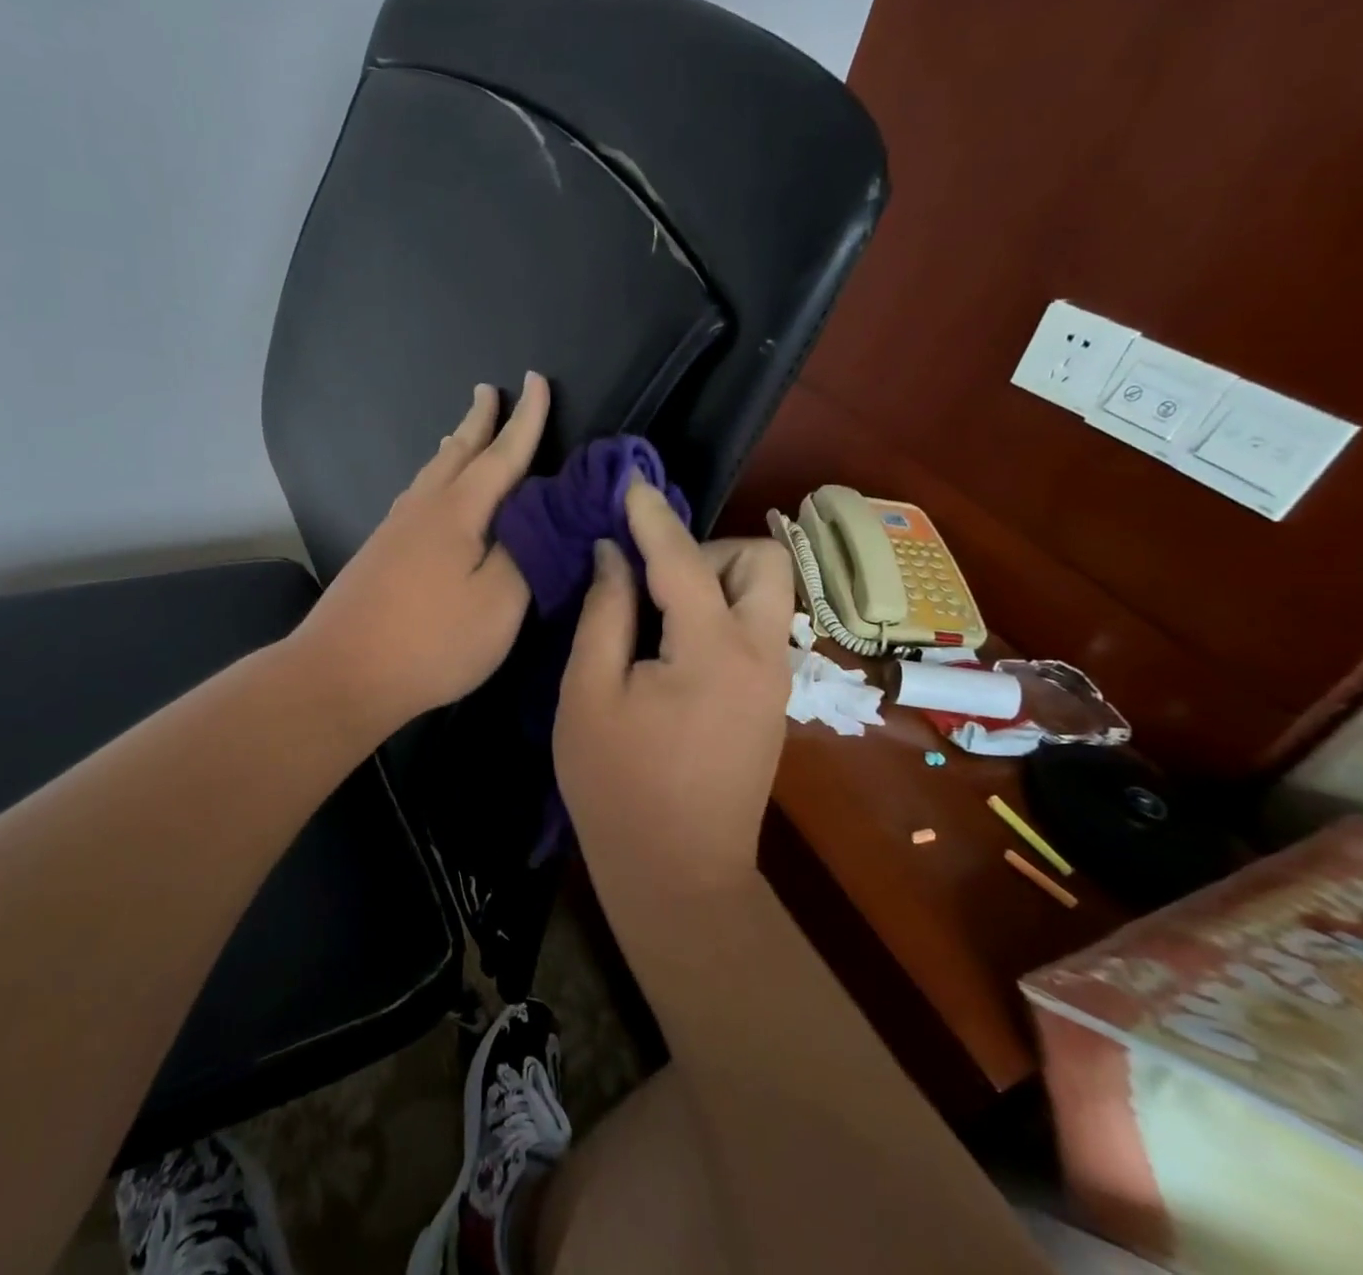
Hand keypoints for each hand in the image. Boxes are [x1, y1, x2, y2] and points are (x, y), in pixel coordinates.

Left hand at [293, 372, 550, 737]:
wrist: (341, 672)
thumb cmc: (431, 641)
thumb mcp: (499, 603)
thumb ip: (528, 552)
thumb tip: (542, 513)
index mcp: (459, 511)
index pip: (502, 454)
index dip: (526, 419)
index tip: (537, 379)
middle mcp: (424, 508)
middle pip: (458, 453)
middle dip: (480, 421)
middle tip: (489, 389)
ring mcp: (396, 530)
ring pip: (432, 473)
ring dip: (454, 447)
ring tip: (461, 431)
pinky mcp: (381, 553)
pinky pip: (417, 496)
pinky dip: (435, 478)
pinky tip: (431, 492)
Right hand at [553, 478, 795, 891]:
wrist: (677, 876)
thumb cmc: (617, 786)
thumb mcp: (588, 694)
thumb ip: (604, 614)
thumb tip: (612, 556)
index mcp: (712, 650)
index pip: (684, 559)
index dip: (652, 518)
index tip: (630, 486)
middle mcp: (761, 654)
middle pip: (762, 561)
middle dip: (708, 551)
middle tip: (654, 580)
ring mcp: (774, 680)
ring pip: (766, 594)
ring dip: (717, 581)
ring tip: (658, 613)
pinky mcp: (771, 702)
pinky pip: (757, 628)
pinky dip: (721, 613)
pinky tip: (674, 645)